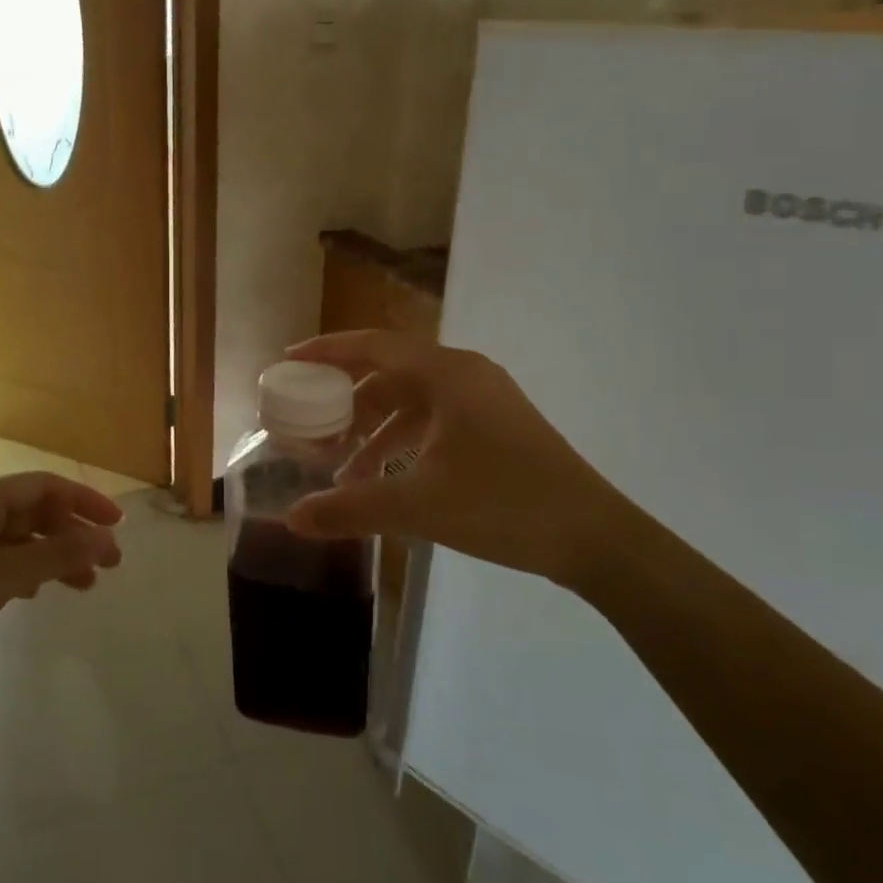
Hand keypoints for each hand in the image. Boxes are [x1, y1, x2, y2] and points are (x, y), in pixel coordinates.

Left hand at [0, 473, 123, 716]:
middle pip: (34, 511)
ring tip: (86, 585)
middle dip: (73, 532)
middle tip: (109, 562)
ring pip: (21, 539)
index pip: (43, 486)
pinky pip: (3, 561)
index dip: (84, 500)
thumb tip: (106, 538)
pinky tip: (40, 594)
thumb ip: (55, 555)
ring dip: (55, 555)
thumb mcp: (0, 577)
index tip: (116, 525)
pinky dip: (29, 572)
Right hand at [284, 331, 638, 592]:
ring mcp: (484, 400)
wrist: (594, 536)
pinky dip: (403, 442)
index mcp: (446, 374)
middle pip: (389, 373)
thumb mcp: (418, 505)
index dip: (326, 351)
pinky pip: (434, 421)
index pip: (372, 346)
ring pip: (412, 401)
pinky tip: (384, 478)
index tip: (288, 361)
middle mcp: (464, 375)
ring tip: (341, 467)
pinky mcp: (495, 426)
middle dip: (346, 401)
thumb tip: (291, 518)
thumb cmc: (503, 504)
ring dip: (374, 429)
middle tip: (310, 425)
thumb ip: (350, 508)